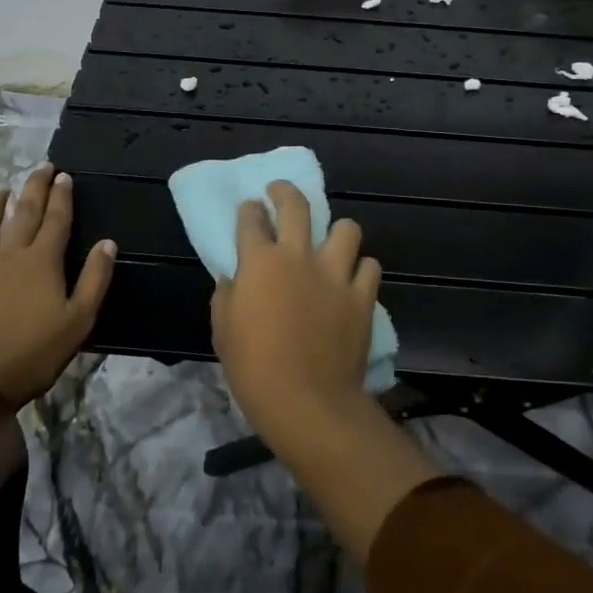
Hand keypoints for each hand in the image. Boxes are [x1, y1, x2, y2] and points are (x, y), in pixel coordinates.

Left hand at [0, 166, 115, 404]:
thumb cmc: (33, 354)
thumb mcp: (79, 321)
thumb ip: (95, 279)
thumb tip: (108, 243)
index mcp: (42, 262)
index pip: (56, 220)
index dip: (62, 196)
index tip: (64, 176)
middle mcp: (9, 255)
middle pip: (24, 213)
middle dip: (34, 188)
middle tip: (41, 167)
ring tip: (2, 191)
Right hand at [211, 180, 381, 437]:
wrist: (306, 401)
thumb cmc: (254, 369)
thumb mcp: (223, 331)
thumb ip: (227, 295)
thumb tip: (233, 278)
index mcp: (259, 263)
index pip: (251, 219)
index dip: (248, 210)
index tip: (250, 209)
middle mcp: (298, 257)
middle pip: (296, 205)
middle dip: (285, 191)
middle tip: (280, 192)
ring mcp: (335, 274)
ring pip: (346, 228)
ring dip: (337, 232)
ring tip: (331, 243)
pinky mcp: (362, 296)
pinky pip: (369, 266)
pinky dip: (361, 269)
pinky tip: (353, 279)